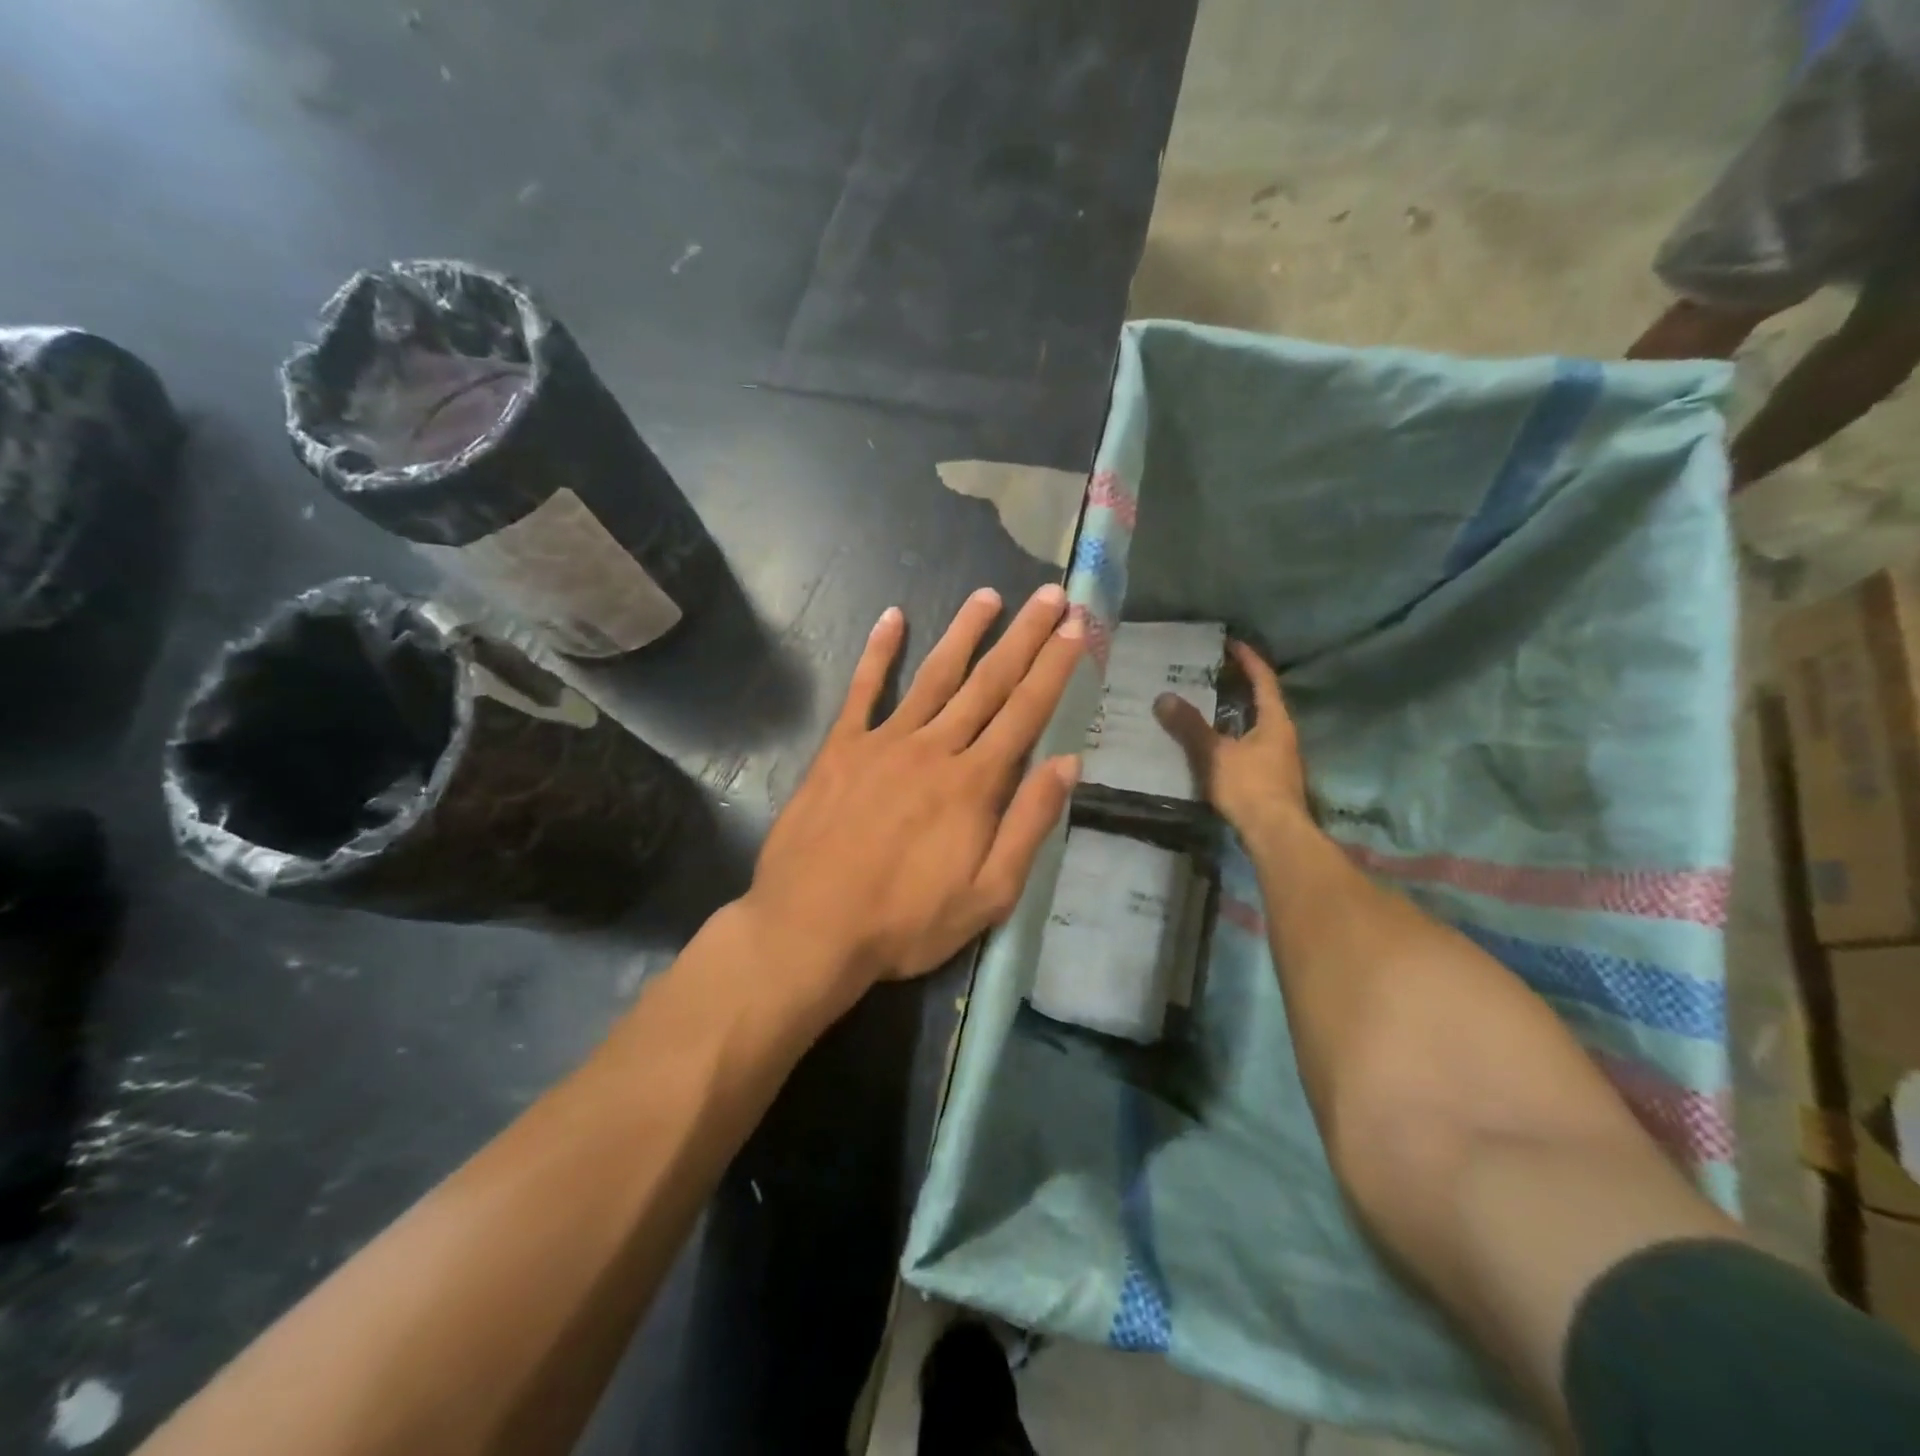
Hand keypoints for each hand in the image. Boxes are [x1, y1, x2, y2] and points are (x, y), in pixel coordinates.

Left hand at [745, 584, 1083, 1000]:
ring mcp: (883, 743)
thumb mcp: (988, 894)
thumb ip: (1029, 825)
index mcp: (974, 783)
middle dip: (1023, 637)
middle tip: (1050, 596)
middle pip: (987, 683)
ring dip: (963, 633)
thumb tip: (1067, 764)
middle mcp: (934, 748)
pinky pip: (862, 691)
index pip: (1025, 712)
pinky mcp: (839, 749)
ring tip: (988, 596)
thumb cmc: (905, 921)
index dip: (1054, 668)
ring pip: (932, 676)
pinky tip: (891, 618)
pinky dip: (877, 652)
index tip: (1077, 629)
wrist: (810, 929)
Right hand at [1153, 641, 1309, 841]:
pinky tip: (1215, 744)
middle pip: (1263, 701)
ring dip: (1236, 713)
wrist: (1276, 835)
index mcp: (1275, 721)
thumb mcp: (1215, 754)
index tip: (1230, 643)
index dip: (1248, 659)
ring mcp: (1280, 759)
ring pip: (1257, 726)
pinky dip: (1233, 737)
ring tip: (1208, 706)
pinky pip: (1251, 746)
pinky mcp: (1271, 779)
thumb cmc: (1250, 787)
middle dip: (1240, 685)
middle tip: (1212, 673)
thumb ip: (1189, 726)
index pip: (1264, 679)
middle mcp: (1283, 735)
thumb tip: (1163, 697)